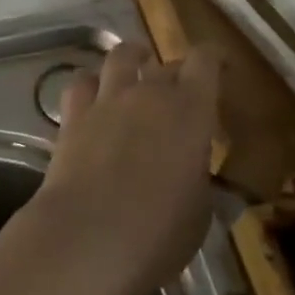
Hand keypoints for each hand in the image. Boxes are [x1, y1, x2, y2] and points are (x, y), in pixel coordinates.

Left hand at [26, 41, 220, 294]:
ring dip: (132, 58)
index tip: (220, 66)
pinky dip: (91, 83)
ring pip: (120, 57)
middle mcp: (149, 93)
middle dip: (177, 73)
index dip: (213, 58)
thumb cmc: (158, 233)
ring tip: (136, 64)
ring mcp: (108, 100)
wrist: (87, 237)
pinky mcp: (74, 115)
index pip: (206, 62)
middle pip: (166, 64)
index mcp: (191, 111)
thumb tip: (213, 186)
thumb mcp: (201, 216)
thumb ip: (206, 188)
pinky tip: (94, 94)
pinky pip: (81, 82)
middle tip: (182, 93)